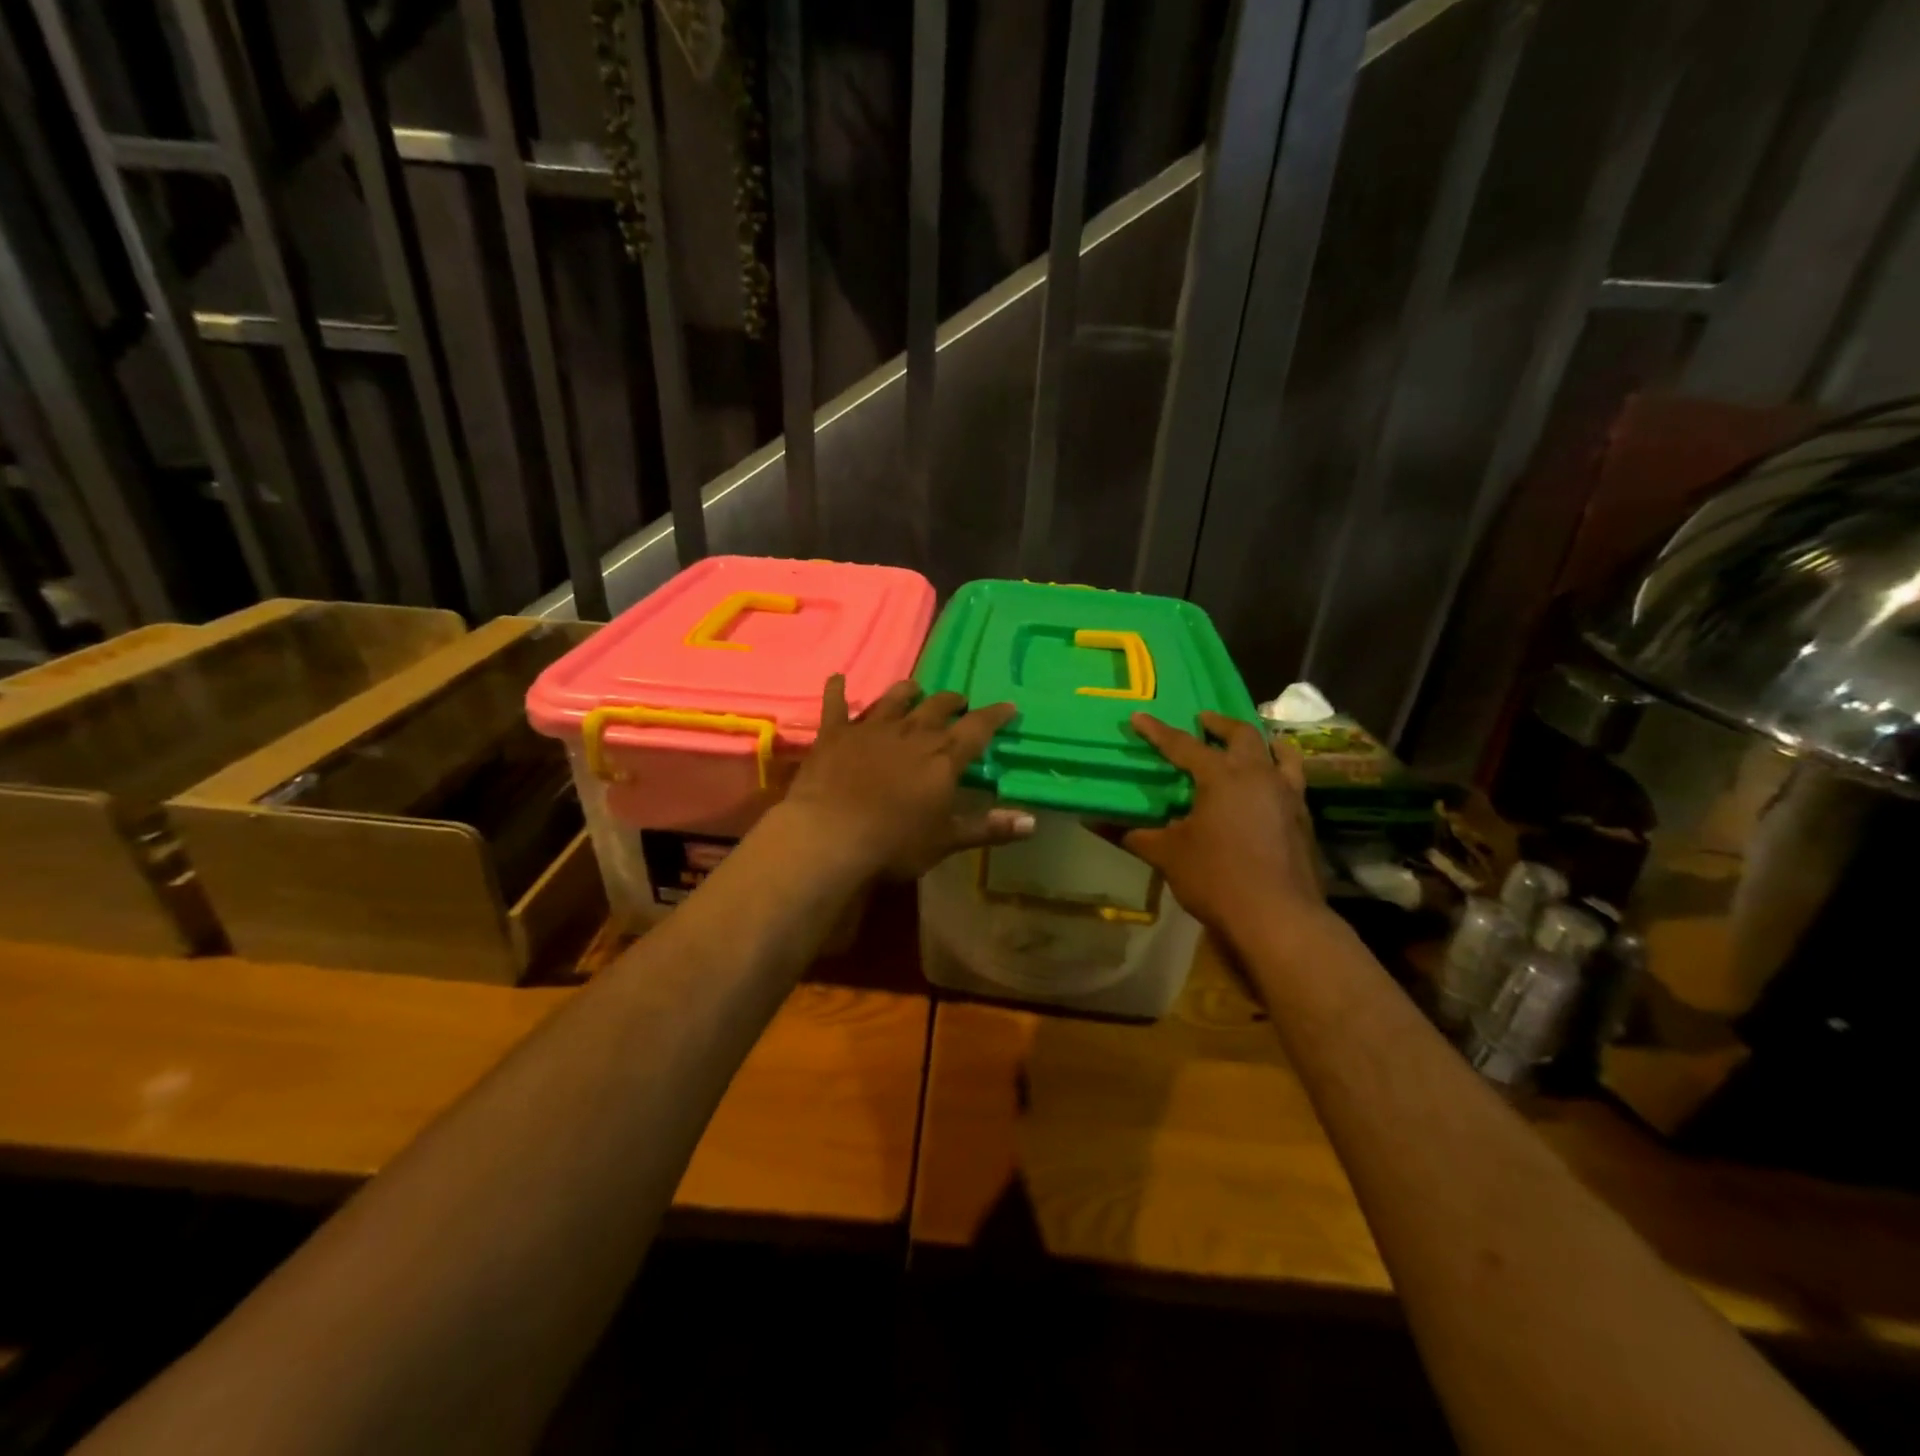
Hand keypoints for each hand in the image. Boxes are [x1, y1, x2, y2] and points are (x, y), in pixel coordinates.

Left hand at [781, 676, 1034, 879]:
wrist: (831, 835)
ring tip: (914, 688)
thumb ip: (989, 828)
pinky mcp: (835, 733)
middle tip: (959, 702)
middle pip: (938, 707)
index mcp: (943, 757)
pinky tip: (838, 678)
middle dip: (952, 702)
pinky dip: (837, 690)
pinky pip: (836, 704)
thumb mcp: (946, 840)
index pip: (978, 728)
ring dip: (907, 692)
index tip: (1008, 706)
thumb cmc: (895, 843)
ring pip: (894, 699)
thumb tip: (1033, 823)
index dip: (995, 716)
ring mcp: (871, 729)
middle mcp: (911, 733)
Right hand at [1122, 712, 1324, 936]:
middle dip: (1220, 724)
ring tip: (1249, 743)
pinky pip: (1293, 780)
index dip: (1158, 731)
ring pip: (1280, 753)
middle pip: (1243, 736)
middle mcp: (1259, 775)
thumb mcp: (1167, 855)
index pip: (1183, 745)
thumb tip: (1092, 820)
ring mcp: (1288, 796)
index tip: (1139, 717)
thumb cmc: (1216, 879)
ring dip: (1261, 742)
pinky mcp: (1303, 819)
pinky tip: (1268, 788)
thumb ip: (1131, 834)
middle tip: (1203, 721)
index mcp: (1222, 777)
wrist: (1277, 917)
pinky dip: (1279, 771)